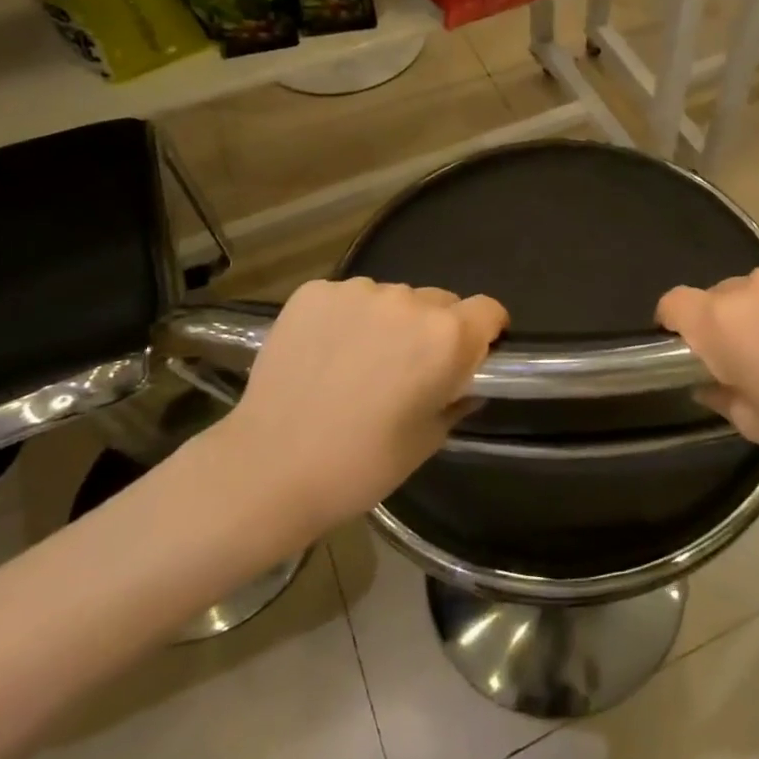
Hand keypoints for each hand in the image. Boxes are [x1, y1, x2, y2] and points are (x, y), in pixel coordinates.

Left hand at [203, 278, 506, 535]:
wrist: (269, 467)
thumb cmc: (361, 465)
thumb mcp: (427, 440)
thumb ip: (457, 400)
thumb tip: (466, 385)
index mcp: (446, 336)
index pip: (489, 309)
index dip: (486, 331)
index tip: (471, 354)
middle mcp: (408, 301)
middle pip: (439, 301)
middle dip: (433, 329)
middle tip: (407, 368)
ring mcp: (357, 291)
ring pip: (391, 298)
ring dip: (387, 322)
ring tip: (358, 363)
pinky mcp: (314, 292)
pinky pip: (347, 298)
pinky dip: (346, 319)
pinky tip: (325, 354)